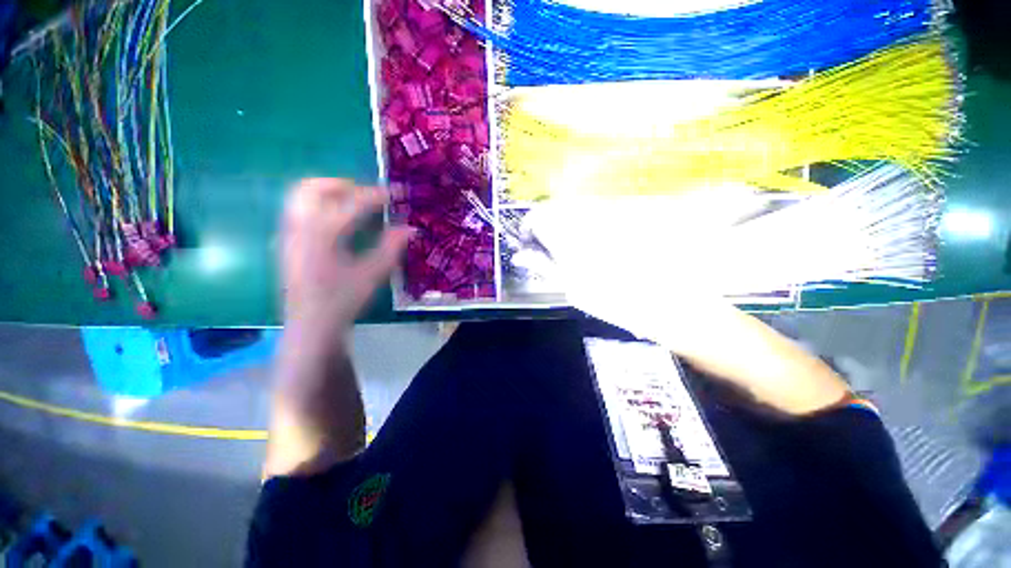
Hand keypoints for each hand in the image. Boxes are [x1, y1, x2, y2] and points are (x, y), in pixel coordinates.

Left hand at [281, 178, 412, 341]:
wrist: (311, 325)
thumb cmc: (343, 300)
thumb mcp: (373, 275)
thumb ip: (392, 248)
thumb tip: (410, 228)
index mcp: (323, 235)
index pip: (352, 203)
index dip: (377, 195)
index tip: (396, 192)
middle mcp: (300, 227)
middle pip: (313, 188)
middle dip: (343, 185)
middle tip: (367, 195)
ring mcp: (288, 234)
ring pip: (300, 196)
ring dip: (328, 192)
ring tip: (353, 204)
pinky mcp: (286, 242)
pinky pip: (298, 210)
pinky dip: (319, 205)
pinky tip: (338, 222)